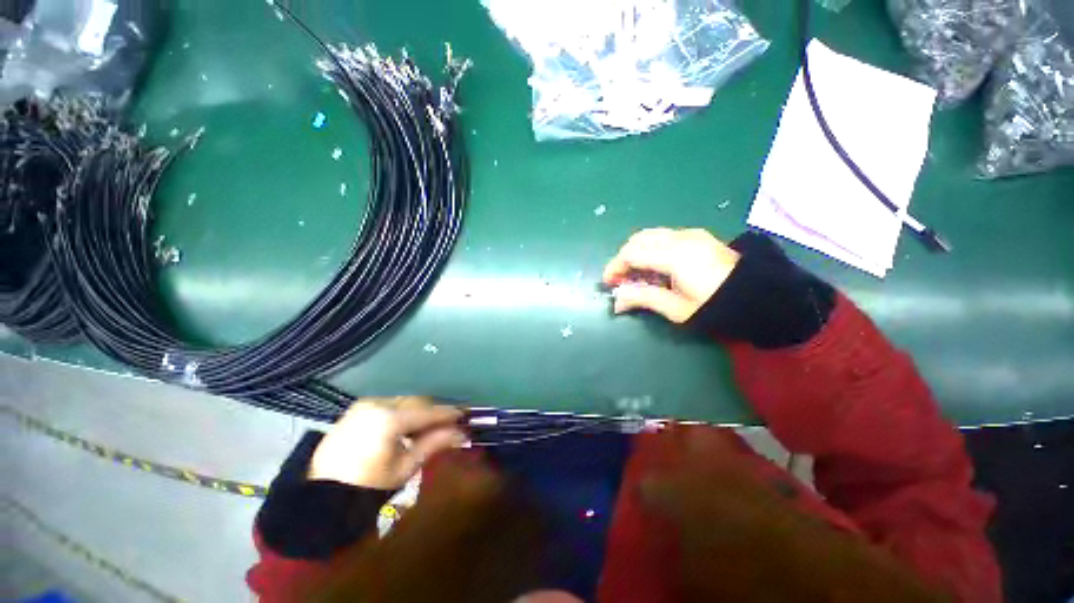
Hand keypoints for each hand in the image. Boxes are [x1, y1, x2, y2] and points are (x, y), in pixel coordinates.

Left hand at [308, 397, 465, 489]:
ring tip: (429, 425)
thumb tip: (461, 433)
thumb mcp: (405, 468)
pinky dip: (403, 411)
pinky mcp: (358, 407)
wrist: (321, 493)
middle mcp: (378, 403)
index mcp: (390, 419)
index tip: (465, 415)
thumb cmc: (366, 486)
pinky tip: (407, 425)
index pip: (428, 411)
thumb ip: (434, 444)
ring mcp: (366, 403)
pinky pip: (390, 403)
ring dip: (419, 410)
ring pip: (404, 400)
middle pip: (417, 401)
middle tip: (449, 422)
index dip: (448, 413)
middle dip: (434, 411)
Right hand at [603, 228, 739, 322]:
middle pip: (638, 239)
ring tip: (635, 273)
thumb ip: (644, 299)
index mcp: (675, 256)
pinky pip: (663, 236)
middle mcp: (680, 238)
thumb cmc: (716, 306)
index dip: (615, 267)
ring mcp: (690, 234)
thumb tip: (617, 301)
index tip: (608, 283)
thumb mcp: (677, 308)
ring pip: (649, 235)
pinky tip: (654, 265)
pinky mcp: (697, 235)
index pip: (632, 254)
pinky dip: (650, 247)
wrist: (758, 295)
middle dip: (623, 258)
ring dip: (636, 251)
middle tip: (620, 279)